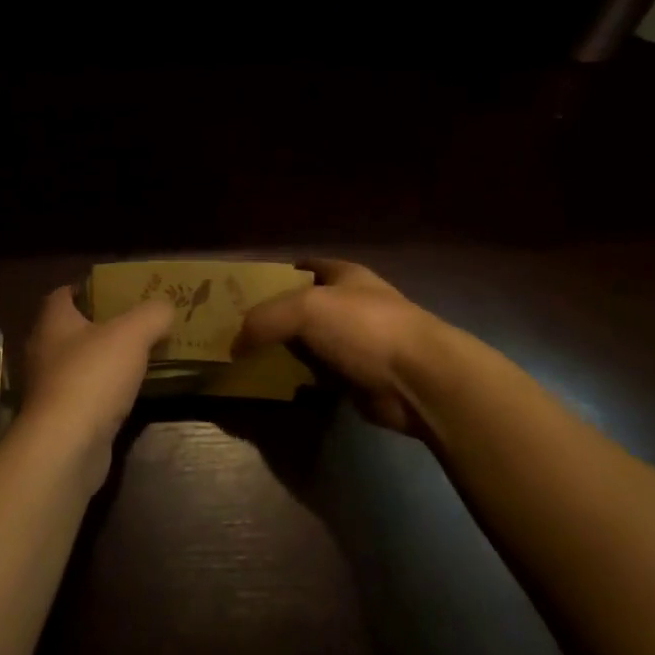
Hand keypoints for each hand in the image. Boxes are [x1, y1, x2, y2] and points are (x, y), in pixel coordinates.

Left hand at [15, 286, 173, 491]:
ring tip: (138, 357)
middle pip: (71, 329)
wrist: (67, 445)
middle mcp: (44, 351)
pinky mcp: (60, 419)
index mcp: (53, 322)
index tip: (115, 290)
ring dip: (103, 361)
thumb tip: (165, 307)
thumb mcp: (132, 334)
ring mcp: (49, 388)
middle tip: (135, 323)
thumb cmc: (93, 376)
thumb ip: (152, 314)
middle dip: (100, 325)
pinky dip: (104, 392)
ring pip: (78, 364)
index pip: (63, 294)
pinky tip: (128, 394)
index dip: (87, 289)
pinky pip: (85, 395)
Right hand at [237, 259, 450, 435]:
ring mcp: (357, 344)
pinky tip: (276, 387)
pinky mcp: (358, 379)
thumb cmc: (364, 327)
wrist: (419, 379)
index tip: (242, 292)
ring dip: (285, 355)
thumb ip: (263, 320)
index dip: (274, 276)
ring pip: (309, 345)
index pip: (303, 268)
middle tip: (236, 333)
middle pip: (302, 309)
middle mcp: (351, 305)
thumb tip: (235, 346)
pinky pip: (319, 377)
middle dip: (273, 320)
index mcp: (344, 276)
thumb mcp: (304, 309)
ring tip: (247, 362)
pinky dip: (301, 382)